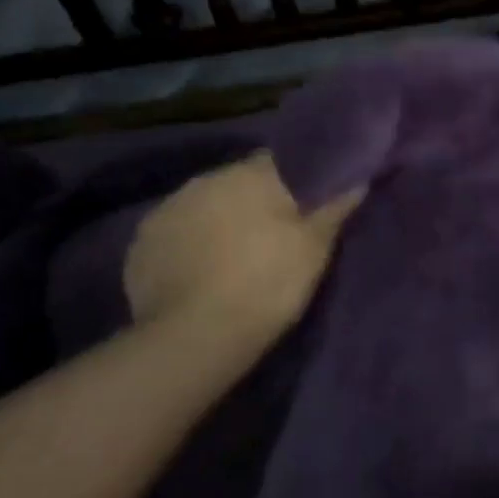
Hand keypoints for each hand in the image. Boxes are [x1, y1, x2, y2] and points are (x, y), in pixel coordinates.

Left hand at [124, 151, 363, 336]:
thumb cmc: (268, 283)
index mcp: (248, 174)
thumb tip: (358, 180)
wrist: (197, 336)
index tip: (305, 200)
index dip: (294, 179)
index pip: (277, 160)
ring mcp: (165, 211)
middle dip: (252, 200)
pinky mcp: (140, 245)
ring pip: (202, 206)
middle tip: (273, 231)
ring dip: (218, 220)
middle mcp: (202, 181)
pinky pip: (174, 235)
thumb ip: (334, 208)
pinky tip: (200, 272)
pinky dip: (188, 246)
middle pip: (236, 182)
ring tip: (234, 254)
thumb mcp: (314, 248)